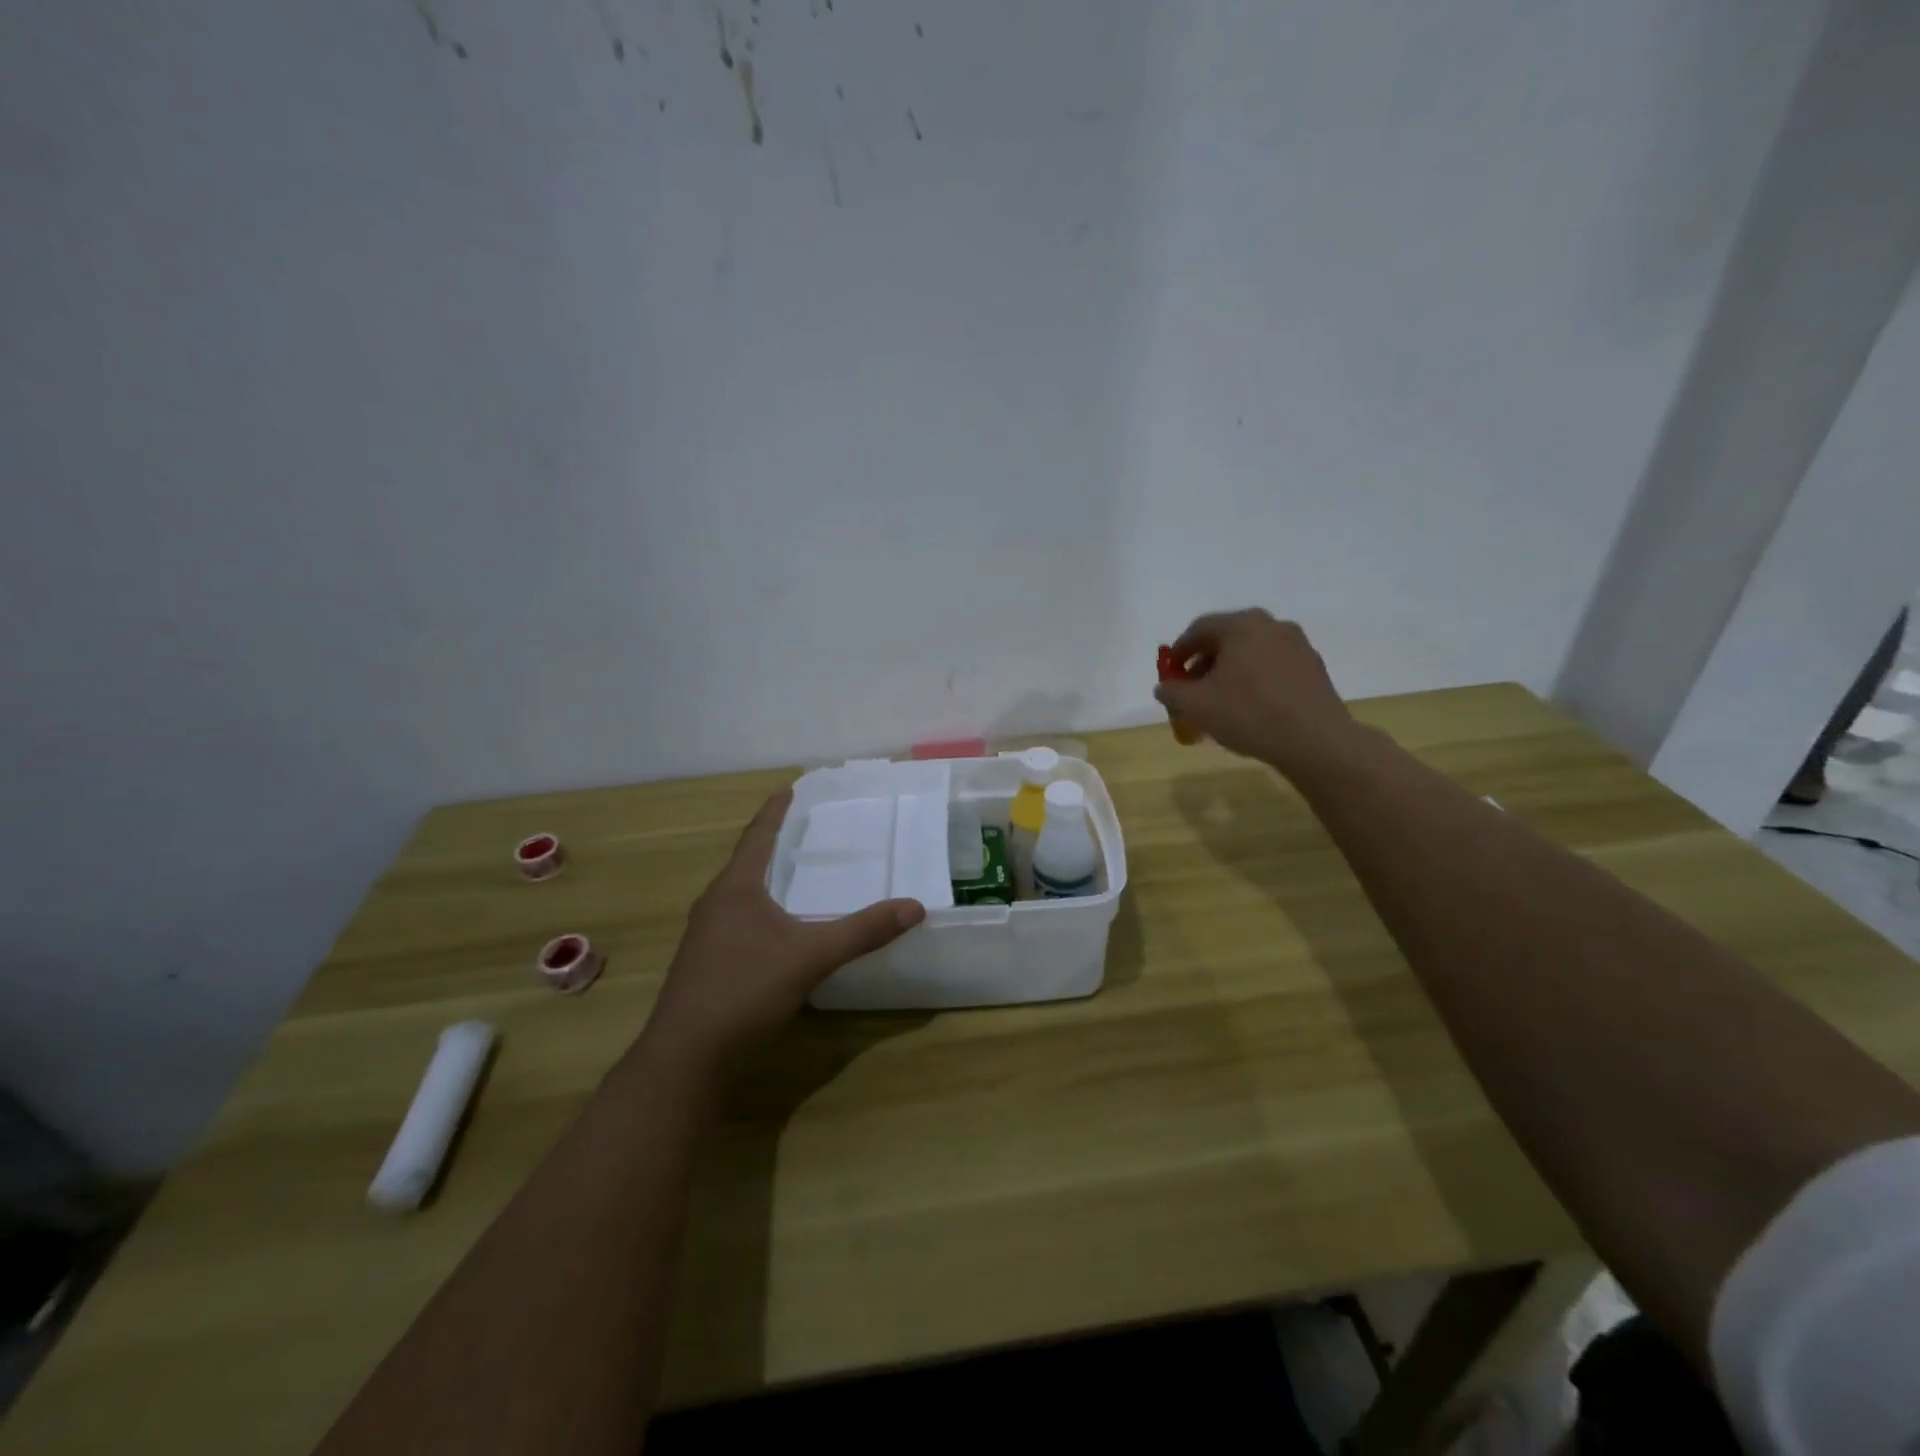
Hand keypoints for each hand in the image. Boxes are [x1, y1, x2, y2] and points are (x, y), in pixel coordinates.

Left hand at [643, 789, 925, 1071]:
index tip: (788, 788)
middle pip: (746, 863)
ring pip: (739, 896)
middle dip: (772, 844)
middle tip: (803, 831)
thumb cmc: (744, 991)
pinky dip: (760, 912)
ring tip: (793, 875)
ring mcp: (704, 937)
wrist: (686, 1058)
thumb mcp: (810, 957)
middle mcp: (714, 905)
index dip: (774, 812)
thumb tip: (914, 906)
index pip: (757, 836)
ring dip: (765, 881)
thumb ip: (862, 932)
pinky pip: (737, 923)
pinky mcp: (705, 965)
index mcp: (735, 889)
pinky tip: (777, 931)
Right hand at [1155, 610, 1355, 776]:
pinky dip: (1255, 679)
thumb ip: (1172, 692)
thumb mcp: (1196, 706)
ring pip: (1251, 653)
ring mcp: (1297, 645)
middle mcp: (1271, 625)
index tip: (1170, 674)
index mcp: (1241, 626)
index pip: (1198, 629)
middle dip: (1204, 663)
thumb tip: (1165, 687)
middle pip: (1226, 638)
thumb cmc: (1248, 714)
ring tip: (1220, 701)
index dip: (1179, 652)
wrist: (1315, 741)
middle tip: (1193, 689)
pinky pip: (1272, 666)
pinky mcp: (1313, 667)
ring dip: (1230, 672)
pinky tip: (1250, 706)